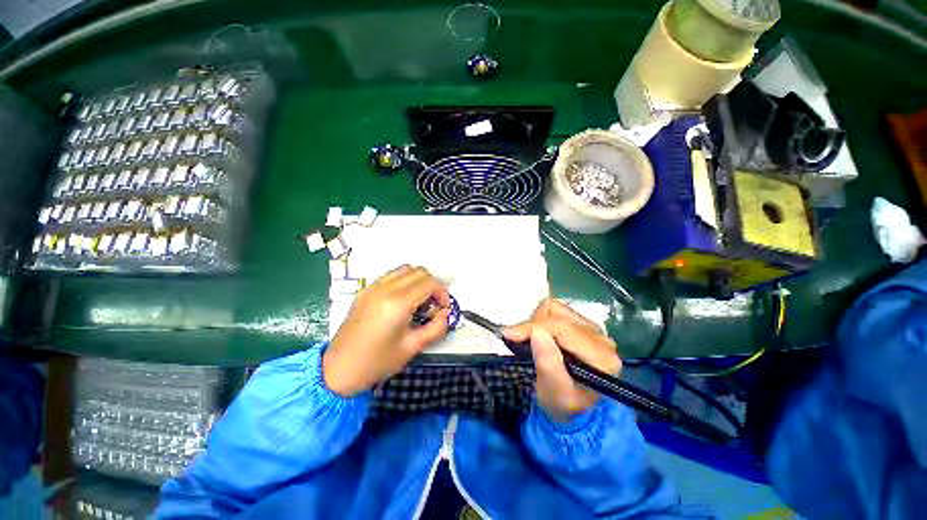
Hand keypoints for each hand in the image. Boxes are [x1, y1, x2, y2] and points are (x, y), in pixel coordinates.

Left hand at [324, 266, 450, 396]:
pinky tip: (404, 300)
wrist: (337, 369)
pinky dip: (404, 281)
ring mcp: (373, 286)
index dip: (442, 293)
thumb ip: (436, 328)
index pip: (429, 283)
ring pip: (405, 269)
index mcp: (397, 304)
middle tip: (433, 305)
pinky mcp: (365, 290)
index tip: (444, 308)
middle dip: (432, 285)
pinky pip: (392, 275)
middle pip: (419, 271)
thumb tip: (445, 313)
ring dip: (419, 280)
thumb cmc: (377, 362)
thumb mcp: (412, 348)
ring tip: (420, 301)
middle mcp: (385, 288)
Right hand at [504, 299, 620, 422]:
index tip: (508, 334)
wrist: (573, 409)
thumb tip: (536, 331)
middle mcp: (601, 338)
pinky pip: (556, 310)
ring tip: (532, 342)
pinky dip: (541, 320)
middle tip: (516, 340)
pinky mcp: (582, 324)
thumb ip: (548, 363)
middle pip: (558, 315)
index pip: (562, 328)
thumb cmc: (563, 405)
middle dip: (532, 326)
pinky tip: (541, 337)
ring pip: (555, 309)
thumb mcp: (554, 392)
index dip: (532, 327)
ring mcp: (593, 329)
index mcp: (601, 357)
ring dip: (536, 322)